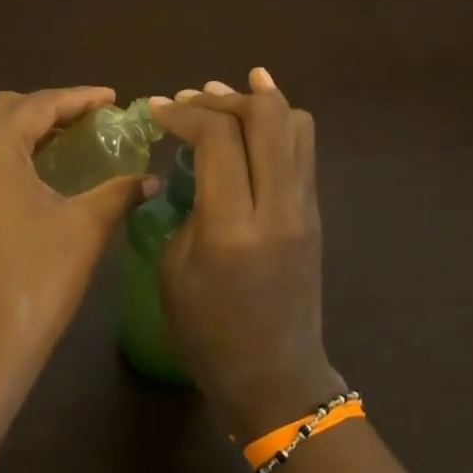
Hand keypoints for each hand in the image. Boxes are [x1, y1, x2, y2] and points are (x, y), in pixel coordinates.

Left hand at [0, 88, 147, 413]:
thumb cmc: (36, 278)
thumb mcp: (84, 227)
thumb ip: (118, 192)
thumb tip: (151, 180)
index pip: (40, 105)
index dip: (79, 98)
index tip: (112, 98)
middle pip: (5, 110)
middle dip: (48, 109)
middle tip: (89, 121)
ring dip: (19, 130)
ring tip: (57, 141)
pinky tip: (1, 160)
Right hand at [149, 70, 340, 440]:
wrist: (276, 376)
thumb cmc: (210, 334)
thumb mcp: (175, 272)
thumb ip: (187, 210)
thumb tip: (198, 170)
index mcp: (232, 228)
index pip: (218, 140)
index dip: (184, 114)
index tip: (157, 111)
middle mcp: (278, 207)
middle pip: (266, 117)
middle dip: (222, 98)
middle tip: (190, 100)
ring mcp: (305, 208)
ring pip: (296, 125)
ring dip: (258, 103)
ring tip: (223, 97)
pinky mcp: (315, 213)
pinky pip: (303, 150)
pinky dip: (278, 124)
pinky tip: (256, 116)